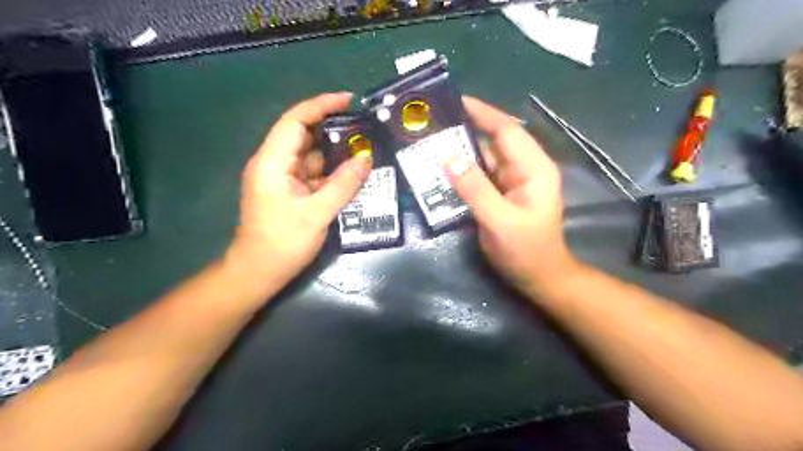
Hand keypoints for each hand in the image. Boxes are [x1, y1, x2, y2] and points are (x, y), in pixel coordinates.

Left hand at [226, 94, 372, 285]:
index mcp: (273, 162)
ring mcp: (283, 178)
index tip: (349, 100)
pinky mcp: (291, 191)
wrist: (259, 272)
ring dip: (335, 151)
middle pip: (304, 135)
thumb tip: (366, 160)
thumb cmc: (282, 243)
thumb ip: (343, 185)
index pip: (296, 121)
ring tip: (365, 146)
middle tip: (364, 125)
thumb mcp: (317, 213)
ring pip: (312, 155)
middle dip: (333, 127)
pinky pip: (314, 173)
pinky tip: (352, 172)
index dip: (321, 105)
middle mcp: (275, 164)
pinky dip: (332, 171)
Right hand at [445, 97, 576, 296]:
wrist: (539, 277)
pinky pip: (480, 175)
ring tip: (430, 143)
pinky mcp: (502, 194)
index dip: (483, 113)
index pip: (507, 130)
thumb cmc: (526, 251)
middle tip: (434, 124)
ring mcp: (512, 181)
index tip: (456, 101)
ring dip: (461, 151)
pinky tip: (441, 169)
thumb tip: (449, 158)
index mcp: (533, 168)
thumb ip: (475, 189)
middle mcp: (524, 169)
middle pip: (494, 141)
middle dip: (466, 130)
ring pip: (485, 158)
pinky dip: (462, 170)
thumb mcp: (500, 221)